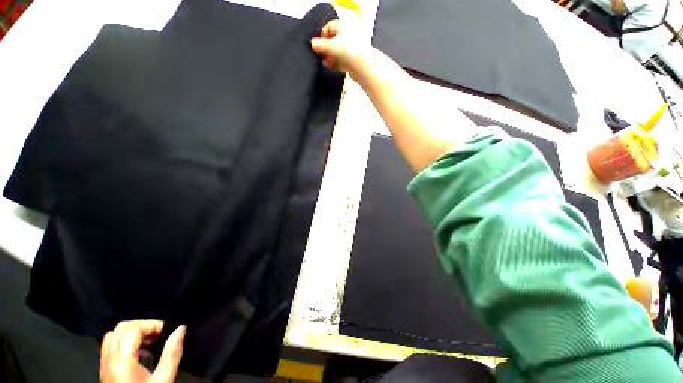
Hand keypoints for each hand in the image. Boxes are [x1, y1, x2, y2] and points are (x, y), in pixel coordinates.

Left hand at [100, 320, 184, 382]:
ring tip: (150, 342)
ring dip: (132, 332)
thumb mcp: (164, 379)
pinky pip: (110, 346)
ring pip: (113, 335)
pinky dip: (125, 341)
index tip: (168, 332)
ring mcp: (104, 364)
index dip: (152, 325)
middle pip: (121, 327)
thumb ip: (172, 353)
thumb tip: (181, 328)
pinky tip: (138, 353)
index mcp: (121, 361)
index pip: (132, 328)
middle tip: (159, 335)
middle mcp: (109, 359)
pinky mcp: (105, 370)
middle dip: (143, 326)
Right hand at [310, 19, 370, 77]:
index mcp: (343, 26)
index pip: (328, 27)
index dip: (321, 36)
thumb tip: (312, 44)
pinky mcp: (355, 60)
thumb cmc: (347, 50)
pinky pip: (343, 60)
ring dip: (331, 58)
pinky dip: (337, 64)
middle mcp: (349, 35)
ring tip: (325, 63)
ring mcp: (353, 48)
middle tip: (321, 56)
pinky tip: (332, 68)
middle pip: (334, 41)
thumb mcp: (328, 46)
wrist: (363, 65)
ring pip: (338, 52)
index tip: (317, 45)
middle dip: (326, 49)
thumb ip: (318, 45)